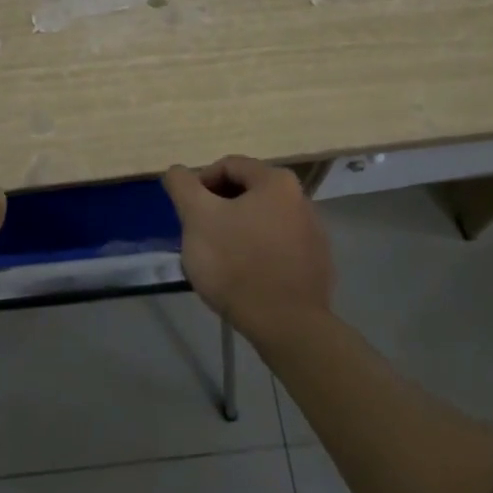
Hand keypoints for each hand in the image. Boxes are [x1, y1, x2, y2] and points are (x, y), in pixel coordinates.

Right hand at [162, 156, 333, 344]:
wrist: (287, 326)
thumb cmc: (236, 263)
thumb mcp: (197, 217)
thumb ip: (182, 185)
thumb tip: (177, 171)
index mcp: (276, 181)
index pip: (228, 166)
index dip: (200, 184)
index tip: (187, 212)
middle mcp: (301, 199)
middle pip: (246, 192)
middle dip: (218, 209)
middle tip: (200, 235)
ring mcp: (313, 234)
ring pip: (262, 221)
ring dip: (237, 231)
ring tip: (219, 260)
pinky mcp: (316, 265)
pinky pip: (278, 248)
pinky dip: (257, 253)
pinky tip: (244, 278)